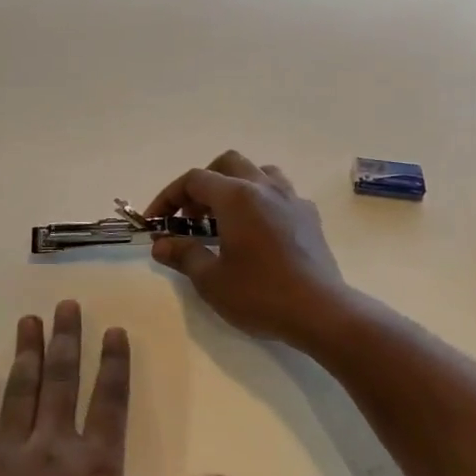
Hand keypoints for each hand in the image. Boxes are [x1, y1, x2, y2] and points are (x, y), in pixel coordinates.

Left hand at [0, 301, 236, 475]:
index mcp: (97, 467)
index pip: (110, 399)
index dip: (114, 362)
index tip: (114, 330)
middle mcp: (52, 450)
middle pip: (61, 381)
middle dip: (66, 340)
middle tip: (65, 305)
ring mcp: (5, 462)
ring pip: (19, 392)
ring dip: (25, 353)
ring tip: (28, 320)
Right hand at [146, 151, 351, 346]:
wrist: (320, 310)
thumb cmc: (260, 294)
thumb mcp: (211, 279)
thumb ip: (184, 255)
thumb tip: (161, 245)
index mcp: (236, 196)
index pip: (194, 180)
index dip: (168, 197)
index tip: (156, 222)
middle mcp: (265, 187)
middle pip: (227, 164)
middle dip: (203, 185)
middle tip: (190, 217)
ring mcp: (292, 199)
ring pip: (259, 173)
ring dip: (236, 187)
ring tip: (225, 219)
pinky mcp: (310, 216)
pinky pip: (281, 194)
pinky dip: (262, 203)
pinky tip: (258, 233)